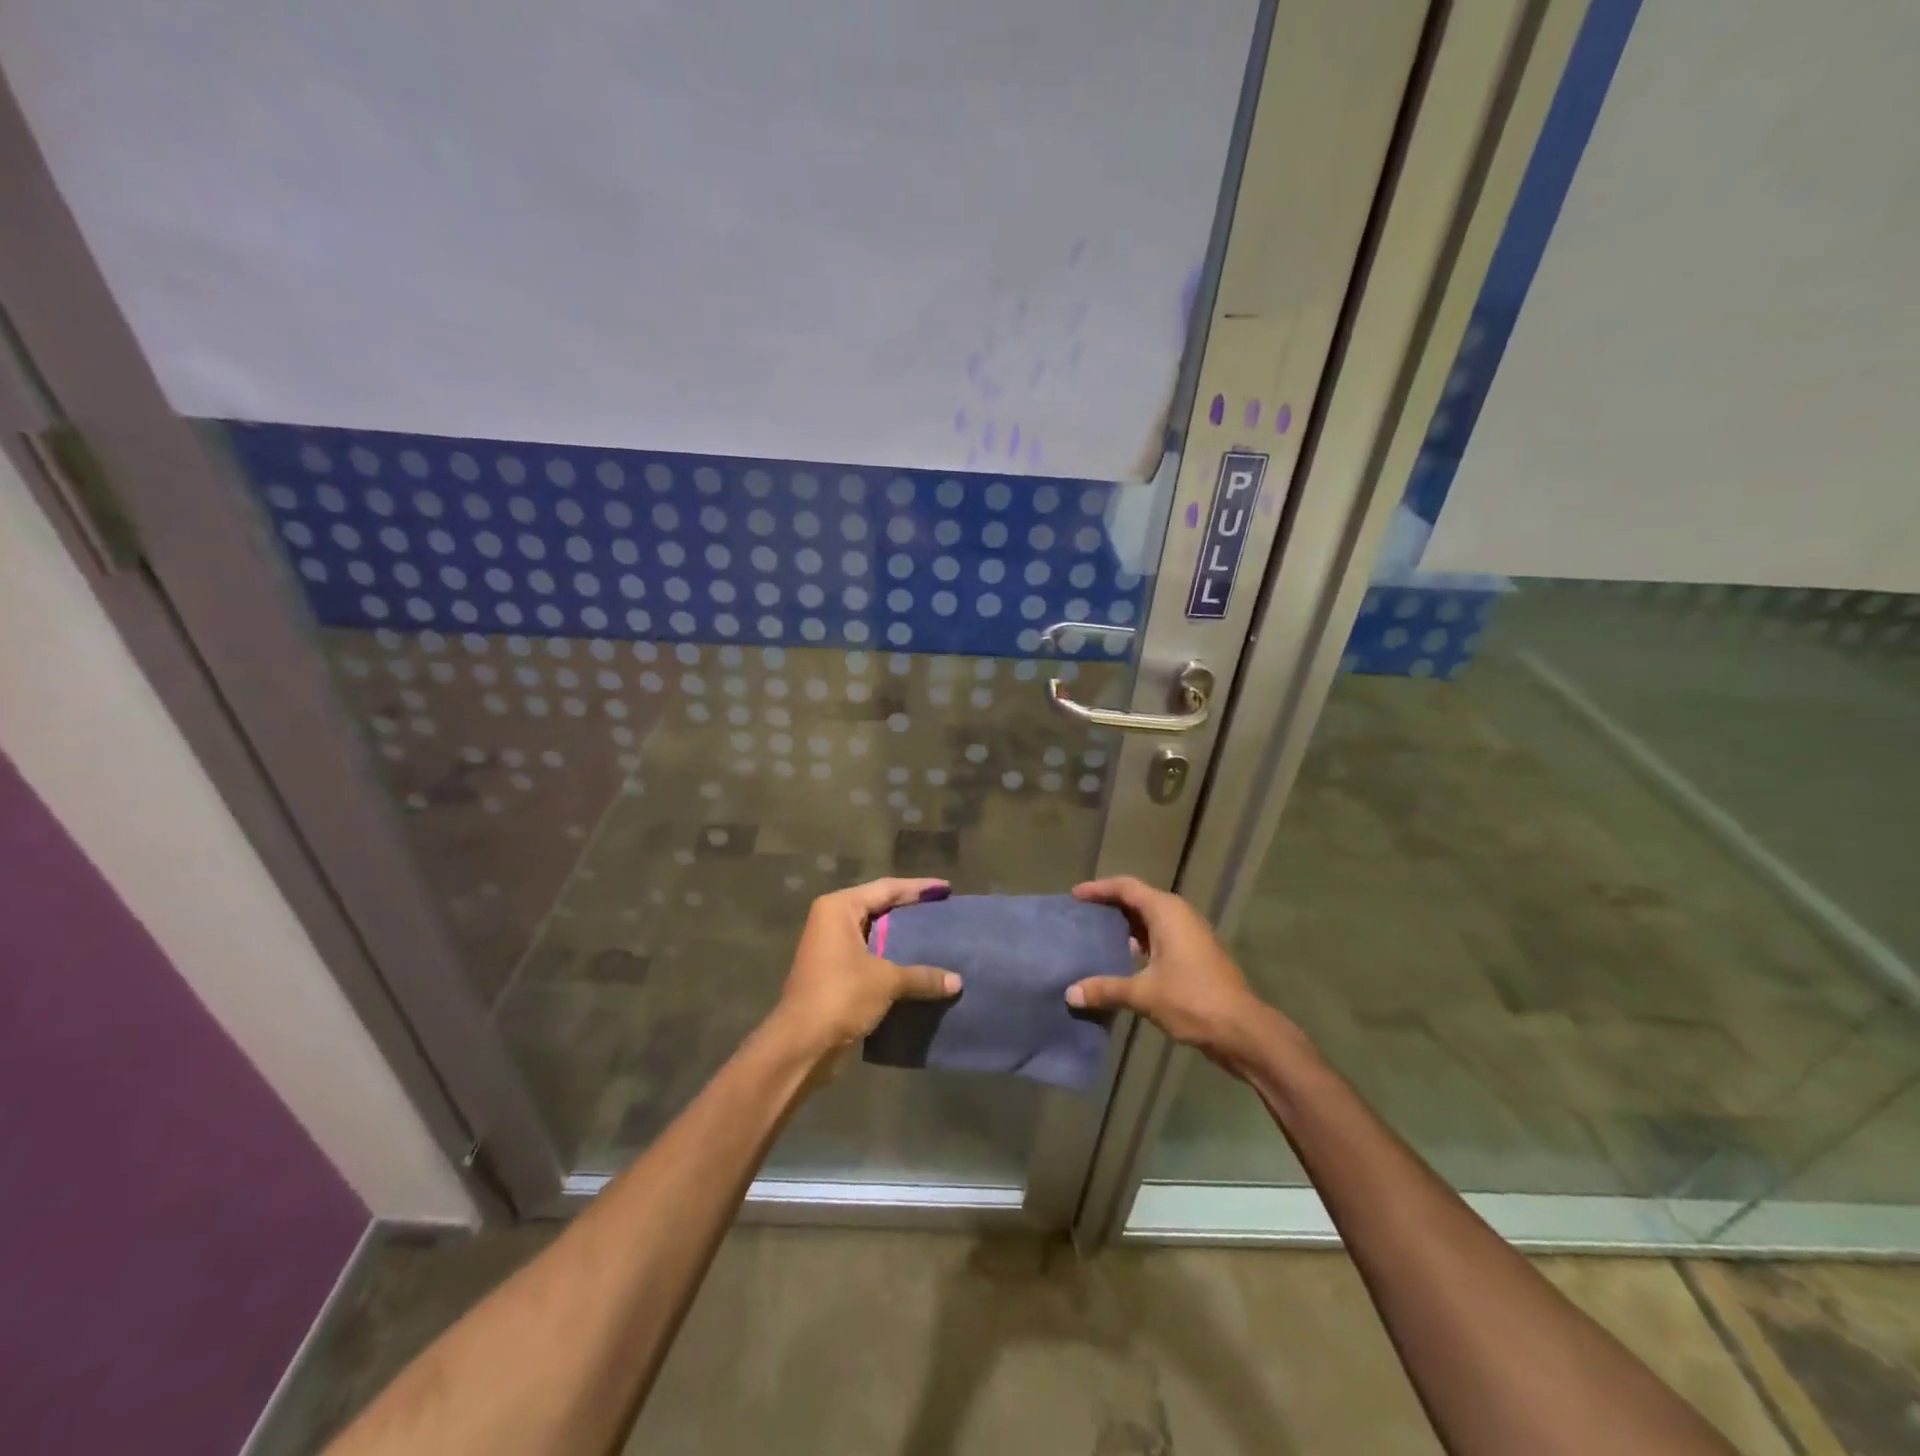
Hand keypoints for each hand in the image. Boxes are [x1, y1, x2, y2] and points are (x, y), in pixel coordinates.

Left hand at [770, 877, 960, 1059]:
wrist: (802, 1045)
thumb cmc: (841, 995)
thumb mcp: (887, 981)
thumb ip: (922, 976)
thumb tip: (957, 982)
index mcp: (839, 909)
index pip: (886, 888)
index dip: (918, 888)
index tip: (946, 888)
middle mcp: (832, 922)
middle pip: (879, 907)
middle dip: (910, 910)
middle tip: (942, 909)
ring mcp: (830, 949)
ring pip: (875, 935)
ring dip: (902, 939)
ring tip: (935, 937)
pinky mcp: (834, 975)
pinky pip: (871, 958)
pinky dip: (892, 961)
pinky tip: (918, 968)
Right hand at [1064, 876, 1284, 1068]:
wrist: (1243, 1030)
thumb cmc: (1193, 1000)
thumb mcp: (1144, 994)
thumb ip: (1106, 989)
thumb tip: (1070, 994)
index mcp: (1167, 912)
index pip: (1126, 887)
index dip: (1099, 888)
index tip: (1075, 895)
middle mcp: (1179, 915)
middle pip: (1138, 899)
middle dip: (1110, 905)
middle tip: (1081, 914)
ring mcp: (1190, 934)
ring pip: (1150, 919)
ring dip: (1125, 925)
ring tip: (1095, 934)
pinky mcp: (1195, 954)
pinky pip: (1160, 936)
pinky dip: (1139, 941)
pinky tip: (1122, 959)